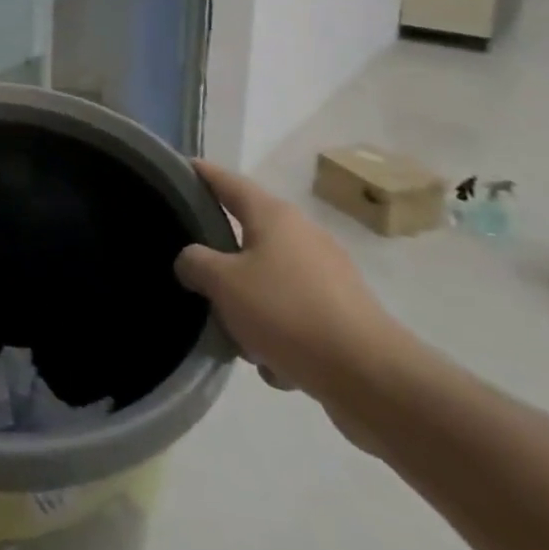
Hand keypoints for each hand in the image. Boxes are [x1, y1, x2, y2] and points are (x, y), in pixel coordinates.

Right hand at [175, 160, 414, 412]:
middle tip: (194, 276)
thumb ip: (195, 262)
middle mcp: (302, 235)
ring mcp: (327, 274)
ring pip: (267, 280)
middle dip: (220, 261)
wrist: (372, 379)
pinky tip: (275, 364)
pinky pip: (293, 314)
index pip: (227, 181)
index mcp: (273, 216)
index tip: (176, 170)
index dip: (200, 173)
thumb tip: (192, 261)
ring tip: (237, 337)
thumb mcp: (223, 283)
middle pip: (246, 234)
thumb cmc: (288, 313)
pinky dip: (279, 334)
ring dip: (248, 306)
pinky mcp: (342, 312)